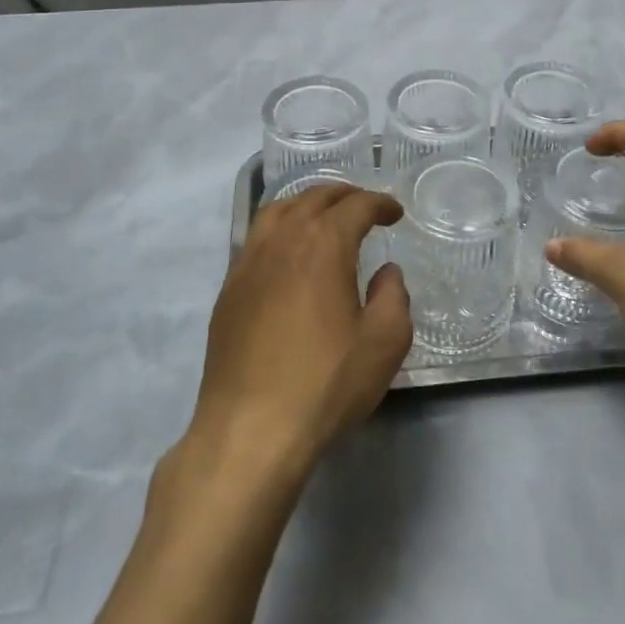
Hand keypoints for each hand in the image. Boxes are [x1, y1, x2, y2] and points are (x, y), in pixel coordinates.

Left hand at [184, 183, 409, 487]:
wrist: (250, 428)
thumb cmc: (325, 383)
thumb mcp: (384, 343)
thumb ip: (394, 296)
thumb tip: (386, 273)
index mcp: (323, 244)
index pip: (356, 206)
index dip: (380, 204)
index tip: (395, 214)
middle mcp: (283, 240)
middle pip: (314, 198)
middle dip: (344, 195)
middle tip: (364, 207)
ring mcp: (249, 262)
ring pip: (278, 211)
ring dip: (307, 204)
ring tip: (324, 217)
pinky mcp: (229, 289)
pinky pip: (256, 238)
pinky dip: (280, 228)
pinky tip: (288, 253)